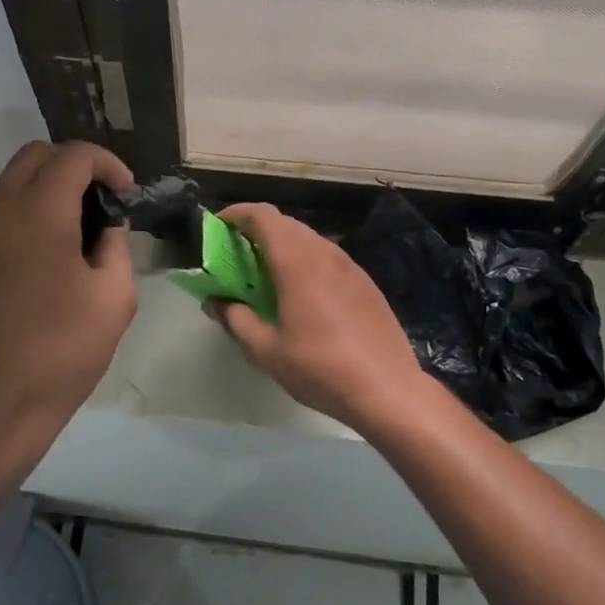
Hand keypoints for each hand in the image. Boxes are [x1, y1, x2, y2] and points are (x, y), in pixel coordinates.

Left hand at [0, 141, 138, 482]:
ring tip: (82, 228)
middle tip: (104, 201)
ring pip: (13, 183)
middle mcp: (0, 211)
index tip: (127, 194)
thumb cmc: (62, 351)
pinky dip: (29, 211)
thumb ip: (115, 247)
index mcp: (39, 213)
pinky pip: (1, 213)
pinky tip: (53, 253)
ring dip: (49, 187)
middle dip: (74, 165)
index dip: (108, 164)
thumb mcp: (114, 298)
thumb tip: (105, 228)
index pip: (73, 155)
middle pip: (35, 156)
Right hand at [208, 203, 432, 433]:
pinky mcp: (366, 284)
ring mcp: (350, 266)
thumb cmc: (319, 368)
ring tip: (266, 277)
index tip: (218, 227)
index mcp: (297, 261)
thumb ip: (235, 320)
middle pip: (286, 224)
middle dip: (256, 232)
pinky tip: (302, 296)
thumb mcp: (265, 350)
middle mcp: (325, 253)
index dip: (237, 213)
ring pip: (309, 240)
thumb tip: (216, 302)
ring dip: (283, 248)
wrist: (388, 390)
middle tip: (236, 257)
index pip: (264, 216)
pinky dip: (306, 263)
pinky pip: (328, 259)